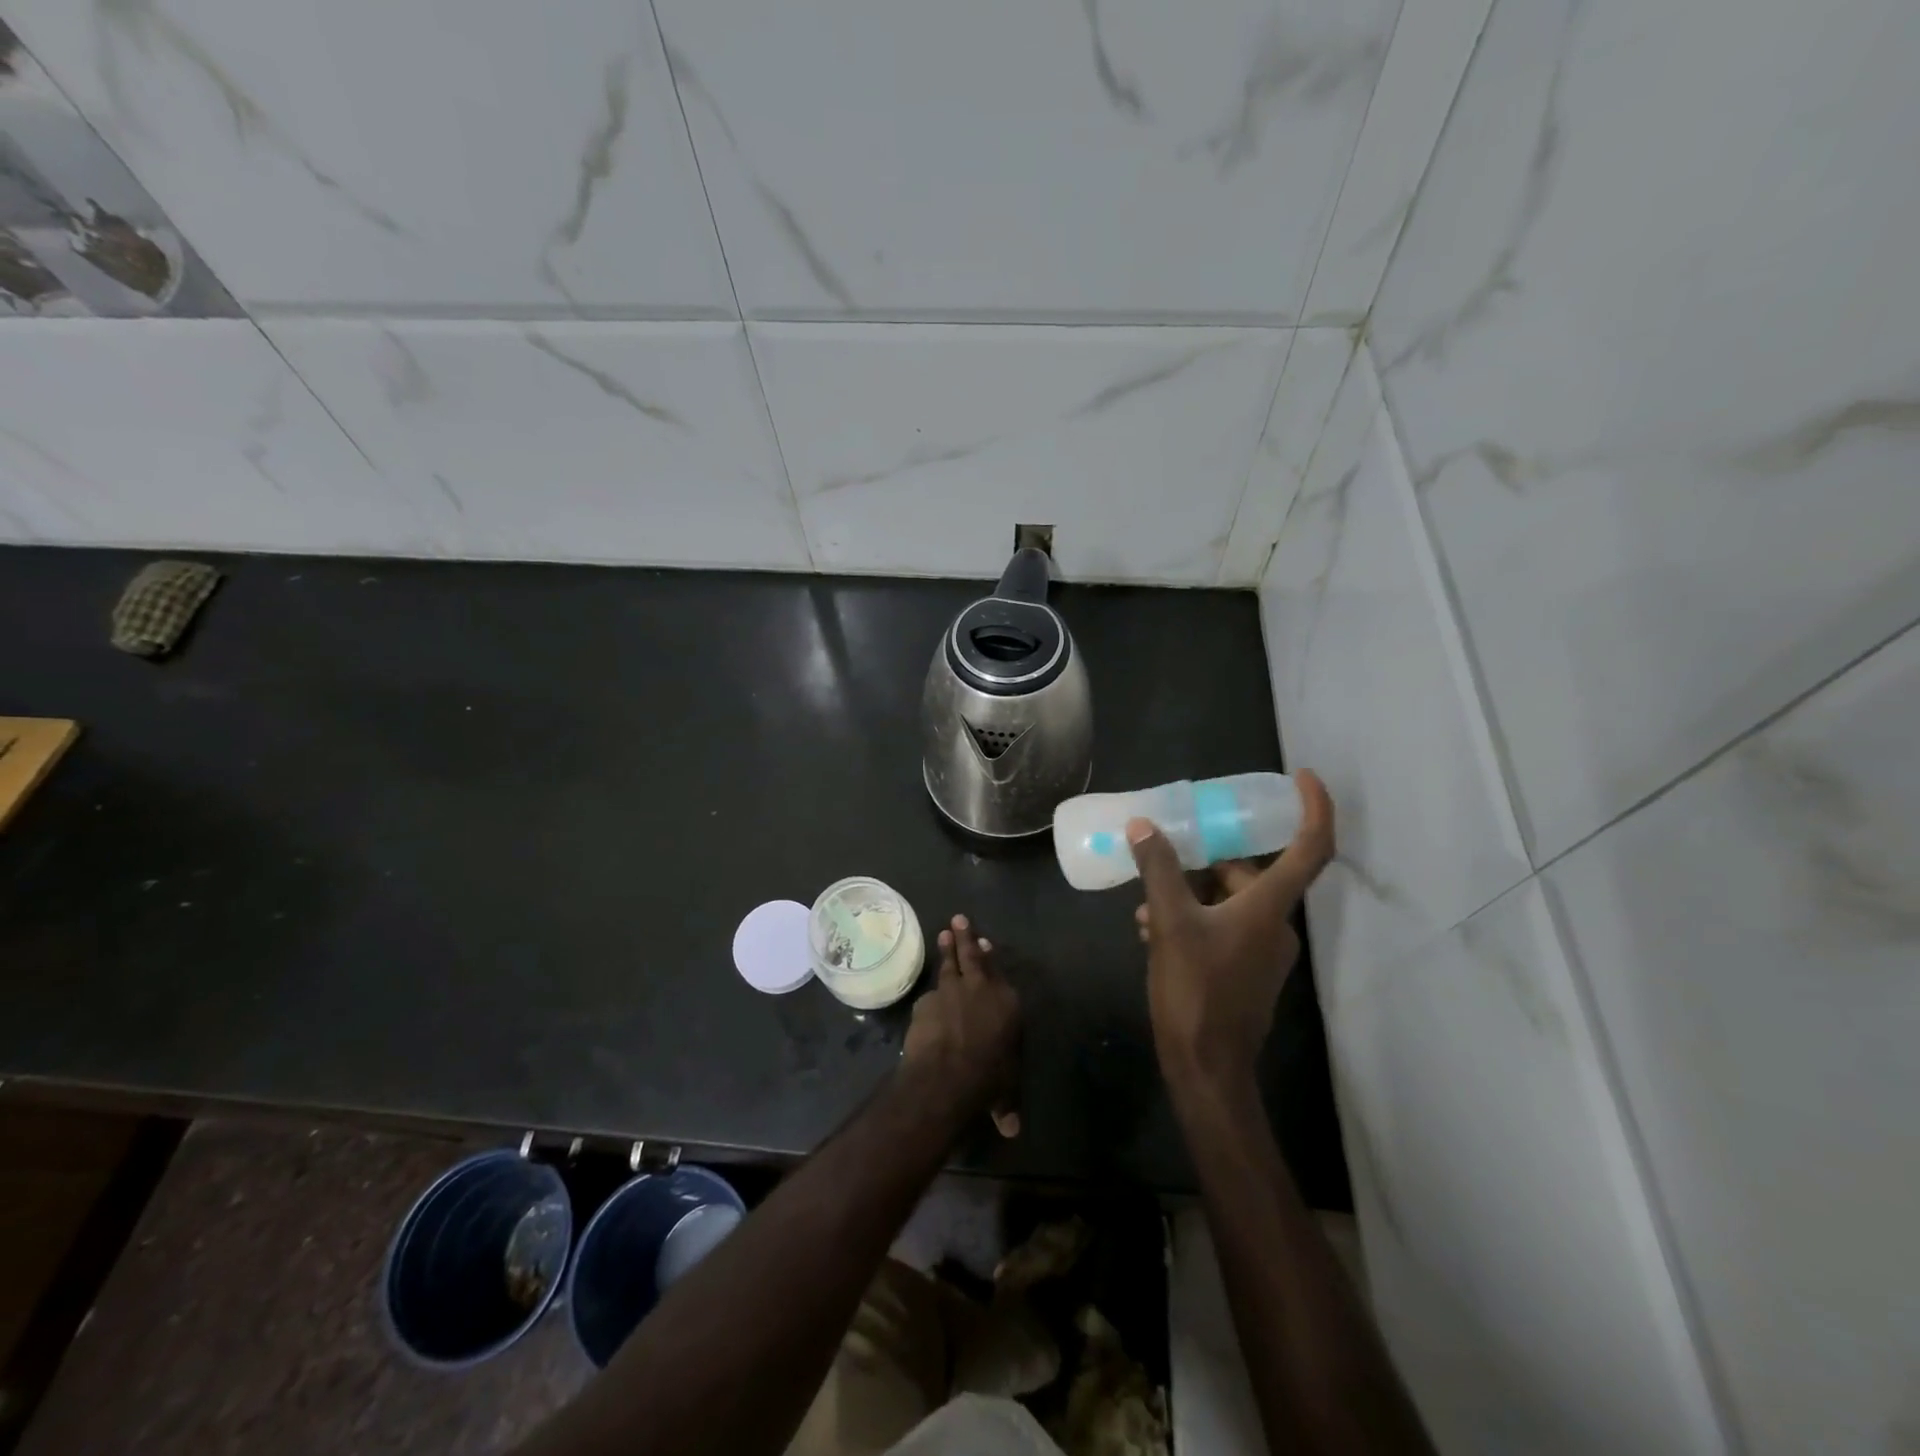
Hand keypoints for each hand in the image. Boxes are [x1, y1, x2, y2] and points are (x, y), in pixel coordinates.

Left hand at [902, 915, 1022, 1137]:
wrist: (948, 1073)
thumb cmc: (988, 1078)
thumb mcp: (1004, 1090)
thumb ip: (1006, 1101)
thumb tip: (1011, 1130)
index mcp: (1007, 1002)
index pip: (999, 972)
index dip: (991, 958)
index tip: (986, 943)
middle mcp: (980, 989)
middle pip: (973, 956)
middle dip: (967, 937)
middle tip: (959, 918)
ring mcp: (951, 991)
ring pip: (949, 964)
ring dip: (947, 949)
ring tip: (944, 932)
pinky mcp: (927, 1001)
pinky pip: (929, 995)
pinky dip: (930, 995)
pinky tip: (927, 997)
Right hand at [1129, 770, 1334, 1098]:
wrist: (1206, 1067)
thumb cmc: (1196, 991)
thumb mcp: (1169, 923)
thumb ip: (1158, 870)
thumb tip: (1143, 827)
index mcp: (1269, 907)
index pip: (1309, 847)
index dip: (1313, 807)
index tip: (1301, 776)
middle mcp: (1276, 924)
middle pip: (1249, 873)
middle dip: (1206, 860)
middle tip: (1165, 851)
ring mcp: (1262, 950)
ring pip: (1229, 901)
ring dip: (1189, 892)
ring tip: (1145, 901)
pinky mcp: (1246, 970)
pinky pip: (1223, 926)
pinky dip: (1193, 917)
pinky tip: (1150, 928)